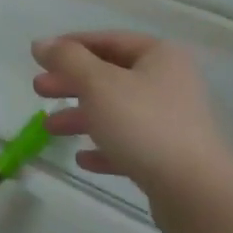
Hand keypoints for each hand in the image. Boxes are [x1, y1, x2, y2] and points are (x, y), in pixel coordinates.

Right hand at [31, 32, 232, 216]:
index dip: (72, 46)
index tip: (40, 57)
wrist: (194, 191)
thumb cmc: (143, 125)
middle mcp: (170, 82)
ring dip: (82, 116)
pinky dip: (104, 147)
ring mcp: (173, 120)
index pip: (109, 40)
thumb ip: (67, 60)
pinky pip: (130, 143)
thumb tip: (41, 43)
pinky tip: (83, 159)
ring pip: (117, 110)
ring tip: (49, 128)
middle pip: (111, 76)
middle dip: (72, 83)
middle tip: (39, 90)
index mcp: (160, 56)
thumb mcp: (98, 84)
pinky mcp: (170, 156)